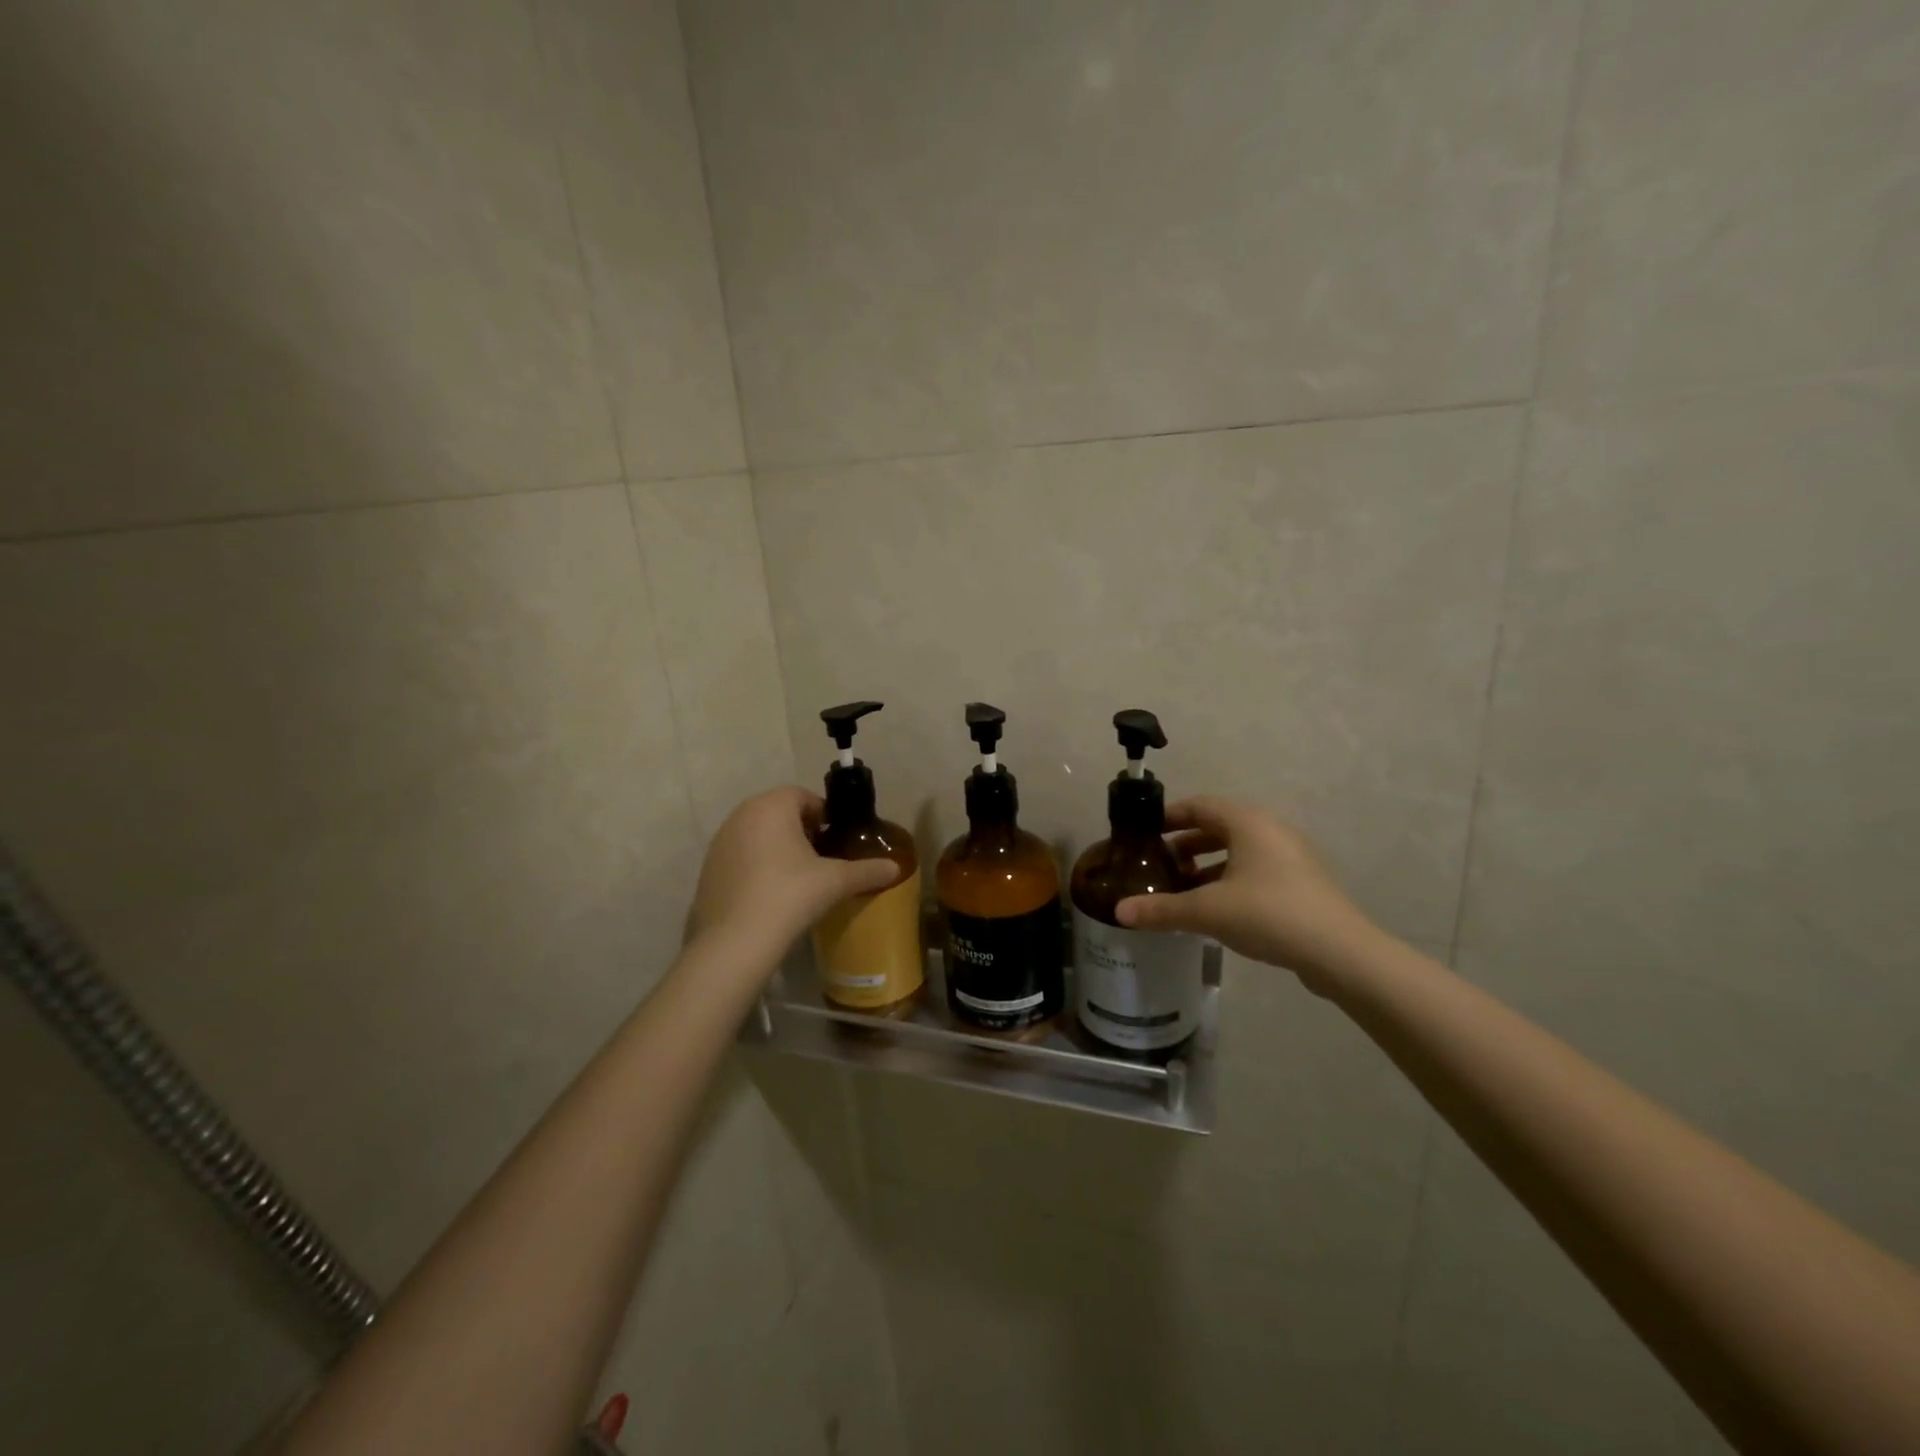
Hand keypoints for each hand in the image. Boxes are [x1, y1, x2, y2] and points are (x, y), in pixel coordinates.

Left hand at [685, 787, 899, 958]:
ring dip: (777, 848)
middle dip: (801, 831)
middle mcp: (741, 815)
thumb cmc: (790, 895)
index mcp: (772, 806)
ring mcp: (720, 842)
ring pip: (757, 834)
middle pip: (779, 813)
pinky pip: (740, 857)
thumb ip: (867, 871)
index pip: (804, 797)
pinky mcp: (708, 869)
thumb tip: (896, 868)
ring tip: (797, 879)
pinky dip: (756, 867)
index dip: (824, 816)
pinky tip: (770, 896)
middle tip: (821, 859)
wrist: (735, 942)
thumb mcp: (835, 882)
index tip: (836, 840)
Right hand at [1115, 797, 1377, 992]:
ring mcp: (1290, 857)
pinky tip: (1215, 909)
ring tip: (1182, 888)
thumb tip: (1118, 912)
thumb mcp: (1206, 911)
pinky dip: (1229, 879)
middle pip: (1218, 826)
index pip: (1199, 805)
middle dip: (1186, 843)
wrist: (1340, 953)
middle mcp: (1270, 830)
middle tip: (1158, 864)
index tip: (1144, 832)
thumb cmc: (1268, 914)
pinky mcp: (1301, 883)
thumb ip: (1161, 909)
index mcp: (1247, 822)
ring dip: (1207, 864)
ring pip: (1238, 850)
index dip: (1169, 816)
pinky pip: (1255, 870)